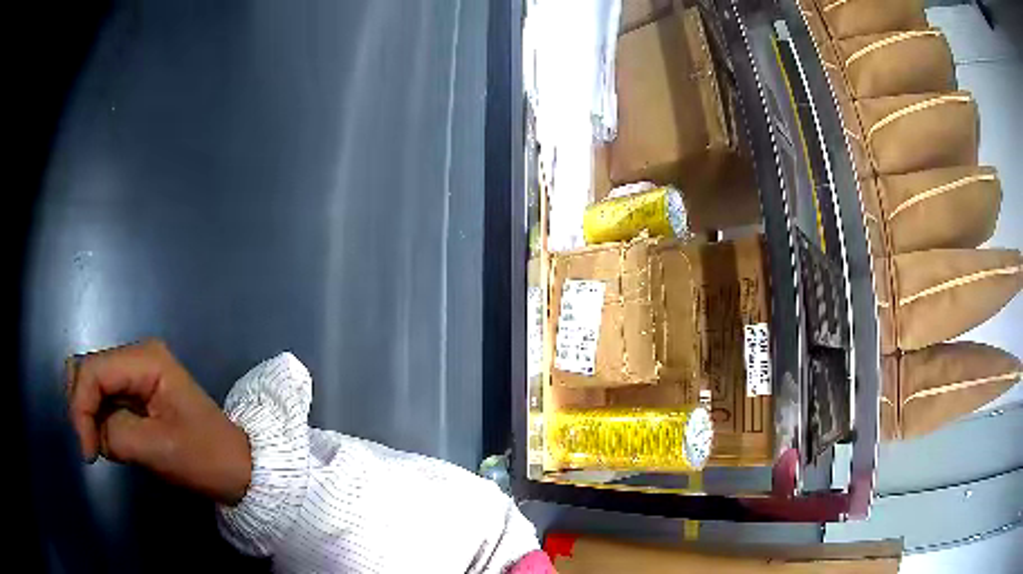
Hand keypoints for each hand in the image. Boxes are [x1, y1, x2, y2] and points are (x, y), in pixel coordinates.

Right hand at [67, 339, 251, 505]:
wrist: (237, 469)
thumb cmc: (204, 458)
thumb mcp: (158, 448)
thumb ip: (115, 434)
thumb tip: (92, 433)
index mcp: (144, 359)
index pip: (92, 371)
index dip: (80, 408)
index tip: (87, 453)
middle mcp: (136, 357)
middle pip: (87, 370)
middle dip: (81, 408)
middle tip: (91, 448)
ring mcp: (135, 374)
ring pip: (92, 383)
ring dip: (88, 414)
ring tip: (100, 446)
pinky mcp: (135, 394)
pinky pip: (104, 399)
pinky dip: (98, 419)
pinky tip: (107, 440)